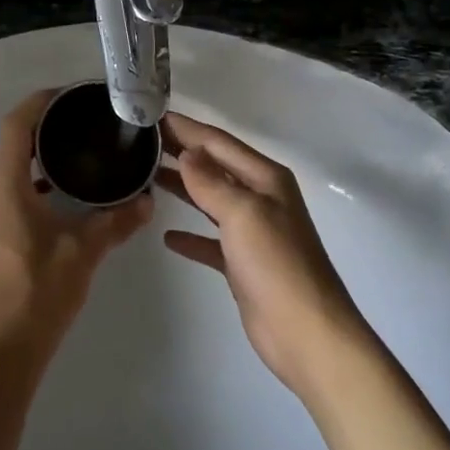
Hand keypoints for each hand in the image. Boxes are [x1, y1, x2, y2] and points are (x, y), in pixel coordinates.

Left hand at [0, 90, 152, 364]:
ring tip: (84, 148)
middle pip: (14, 142)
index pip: (16, 126)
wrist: (3, 353)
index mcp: (7, 188)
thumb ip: (117, 222)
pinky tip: (72, 194)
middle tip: (86, 118)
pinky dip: (42, 180)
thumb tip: (148, 199)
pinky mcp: (0, 236)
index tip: (71, 93)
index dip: (40, 102)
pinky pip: (19, 191)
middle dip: (46, 124)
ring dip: (43, 153)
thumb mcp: (84, 252)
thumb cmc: (38, 294)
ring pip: (15, 168)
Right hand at [159, 111, 370, 396]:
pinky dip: (191, 235)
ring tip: (147, 175)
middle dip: (182, 152)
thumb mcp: (243, 213)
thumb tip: (187, 152)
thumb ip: (211, 181)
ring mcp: (253, 232)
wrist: (307, 333)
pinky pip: (211, 240)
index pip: (219, 142)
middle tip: (142, 141)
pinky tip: (168, 235)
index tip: (153, 116)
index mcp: (266, 178)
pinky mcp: (243, 264)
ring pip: (211, 199)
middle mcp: (260, 198)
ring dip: (183, 187)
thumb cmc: (277, 264)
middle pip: (215, 166)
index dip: (187, 128)